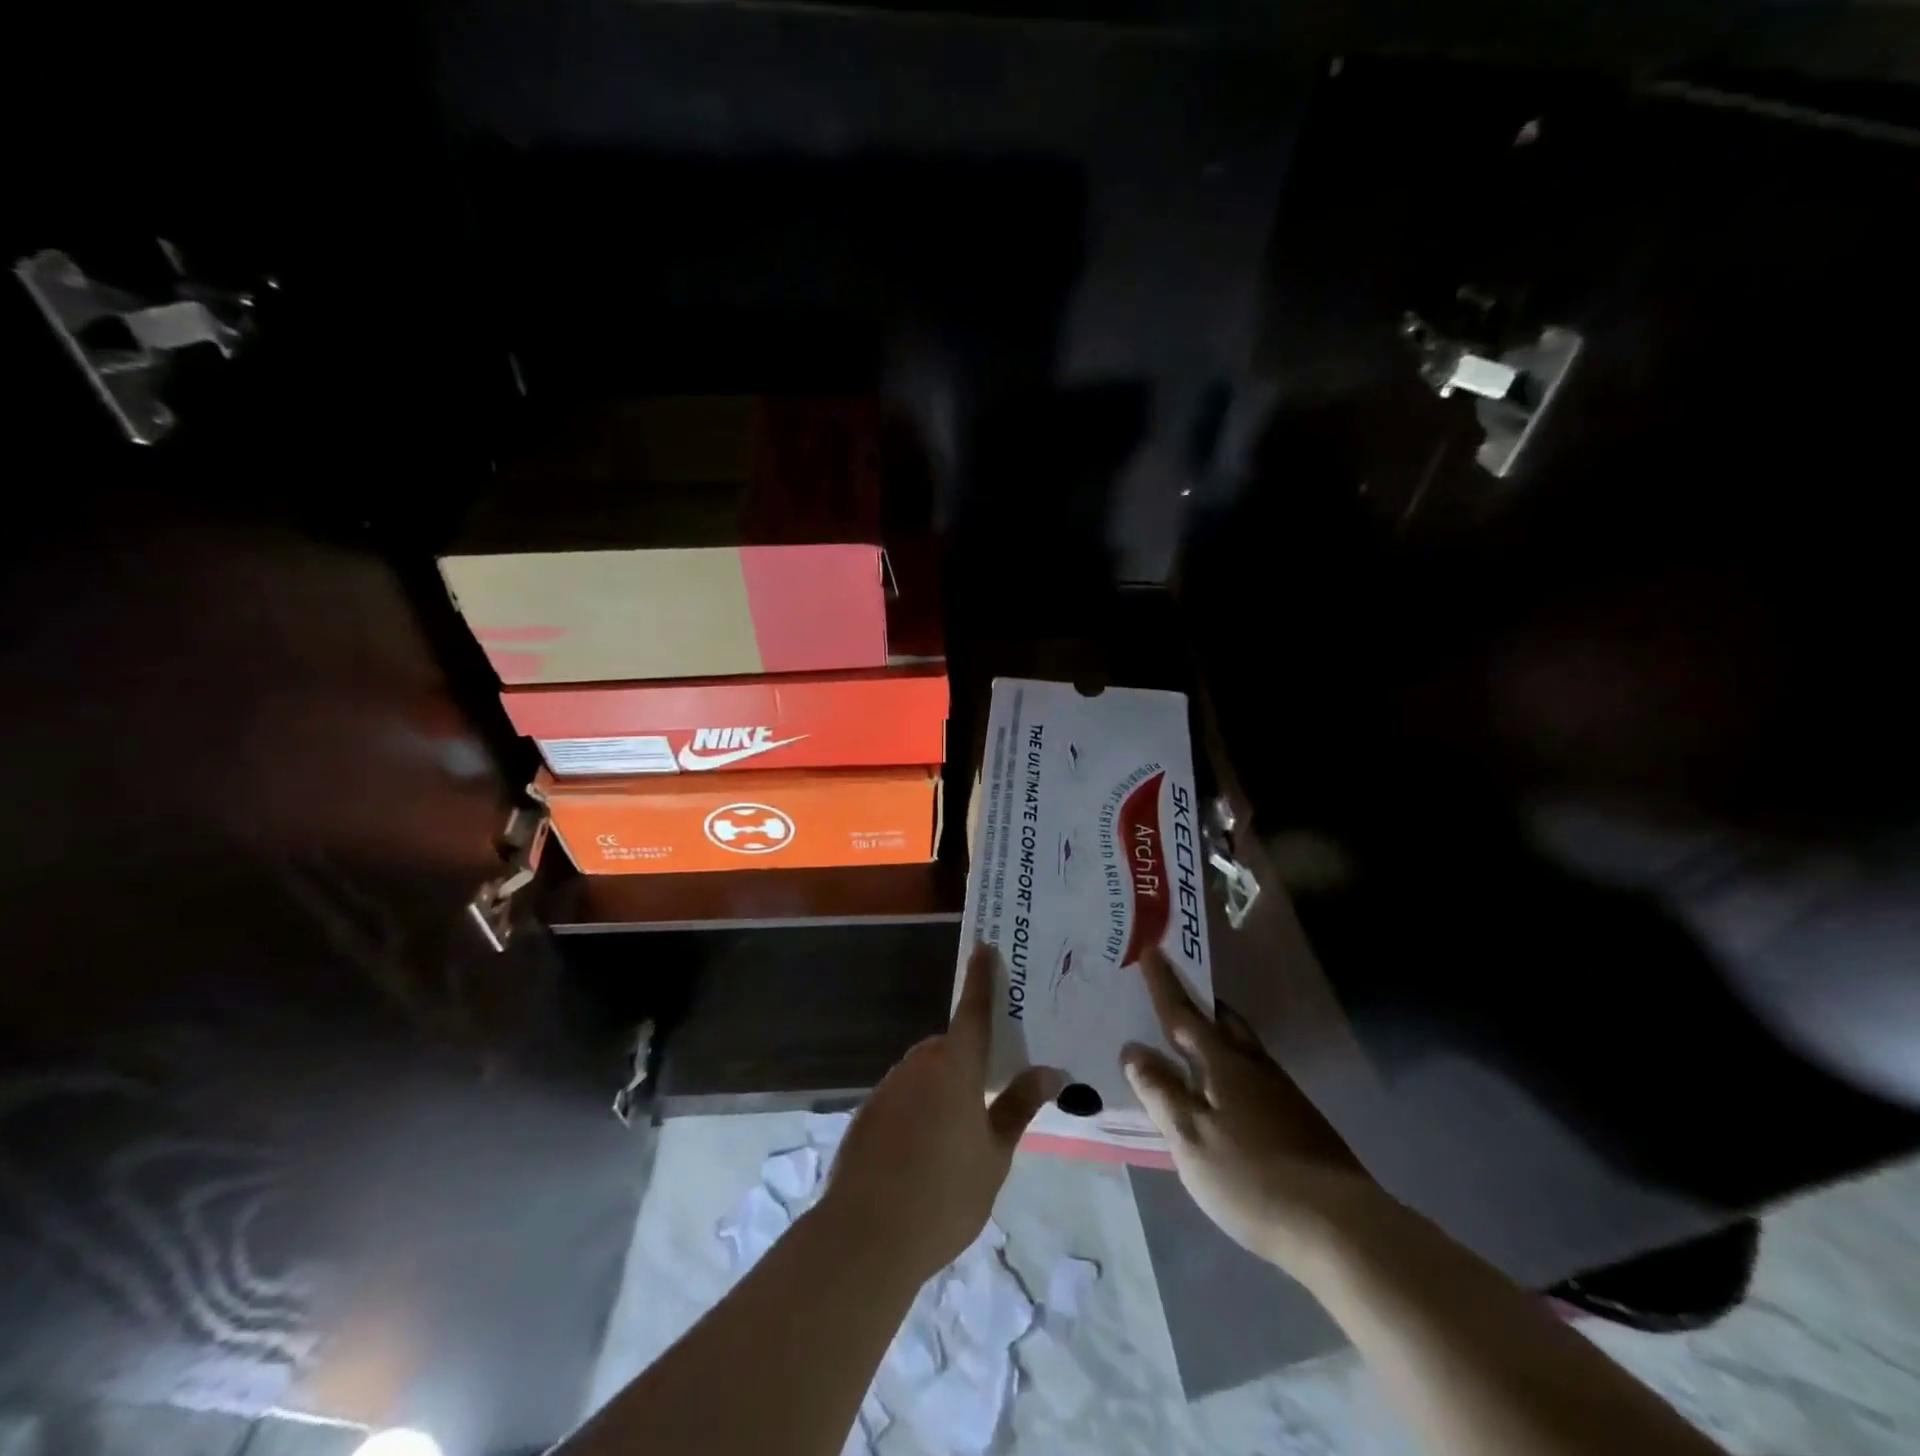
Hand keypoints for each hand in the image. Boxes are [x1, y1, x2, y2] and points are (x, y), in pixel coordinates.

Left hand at [820, 944, 1064, 1282]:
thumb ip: (1019, 1106)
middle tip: (989, 1092)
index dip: (981, 979)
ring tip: (958, 1137)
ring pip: (925, 1073)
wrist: (865, 1236)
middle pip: (950, 1047)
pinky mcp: (867, 1113)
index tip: (984, 947)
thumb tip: (1050, 1071)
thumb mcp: (995, 1155)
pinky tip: (923, 1154)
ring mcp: (888, 1087)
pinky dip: (918, 1110)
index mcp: (955, 1067)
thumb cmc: (944, 1195)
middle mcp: (919, 1065)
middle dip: (968, 1060)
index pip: (973, 1011)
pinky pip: (903, 1097)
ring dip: (943, 1088)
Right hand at [1122, 948, 1386, 1272]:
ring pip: (1242, 1049)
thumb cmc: (1251, 1176)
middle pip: (1223, 1022)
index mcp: (1223, 1063)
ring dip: (1217, 1037)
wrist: (1340, 1227)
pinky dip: (1233, 1070)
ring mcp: (1282, 1094)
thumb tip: (1133, 1049)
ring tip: (1194, 1044)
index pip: (1183, 1014)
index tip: (1151, 951)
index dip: (1163, 984)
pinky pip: (1256, 1077)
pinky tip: (1228, 1097)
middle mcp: (1254, 1067)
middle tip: (1175, 995)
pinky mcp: (1300, 1122)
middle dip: (1199, 1006)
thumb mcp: (1189, 1137)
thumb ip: (1159, 1091)